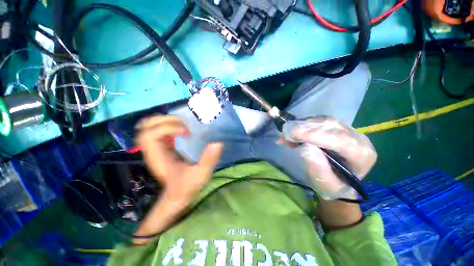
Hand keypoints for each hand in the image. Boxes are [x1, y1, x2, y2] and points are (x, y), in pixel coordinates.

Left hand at [136, 115, 223, 204]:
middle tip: (184, 122)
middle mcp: (153, 149)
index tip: (187, 133)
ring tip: (184, 123)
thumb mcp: (200, 175)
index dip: (167, 128)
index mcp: (157, 157)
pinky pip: (161, 128)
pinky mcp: (163, 146)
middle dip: (165, 119)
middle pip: (146, 126)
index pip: (150, 135)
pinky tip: (184, 127)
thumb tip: (217, 142)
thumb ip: (208, 160)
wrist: (179, 195)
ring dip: (167, 119)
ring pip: (152, 125)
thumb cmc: (187, 186)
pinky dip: (170, 123)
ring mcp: (157, 147)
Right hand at [280, 116, 376, 198]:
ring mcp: (348, 130)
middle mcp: (358, 138)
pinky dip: (302, 125)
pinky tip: (292, 133)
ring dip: (302, 125)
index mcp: (361, 155)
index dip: (313, 135)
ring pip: (323, 121)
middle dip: (305, 128)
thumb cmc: (332, 186)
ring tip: (286, 134)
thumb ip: (317, 168)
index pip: (339, 140)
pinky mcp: (337, 127)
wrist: (338, 181)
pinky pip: (319, 121)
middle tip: (285, 132)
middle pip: (331, 125)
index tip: (291, 134)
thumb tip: (305, 147)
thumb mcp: (324, 184)